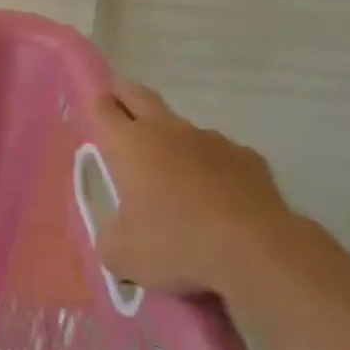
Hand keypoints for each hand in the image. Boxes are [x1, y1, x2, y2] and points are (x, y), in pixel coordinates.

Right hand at [92, 78, 300, 298]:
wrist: (256, 251)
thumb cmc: (176, 244)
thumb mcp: (122, 255)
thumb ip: (109, 238)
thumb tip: (116, 236)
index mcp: (129, 144)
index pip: (102, 108)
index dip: (95, 105)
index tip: (93, 108)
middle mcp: (167, 131)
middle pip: (139, 96)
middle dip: (124, 94)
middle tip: (117, 99)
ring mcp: (211, 140)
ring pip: (182, 129)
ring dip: (172, 141)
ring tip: (172, 174)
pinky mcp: (247, 158)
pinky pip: (220, 156)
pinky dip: (212, 168)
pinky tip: (217, 198)